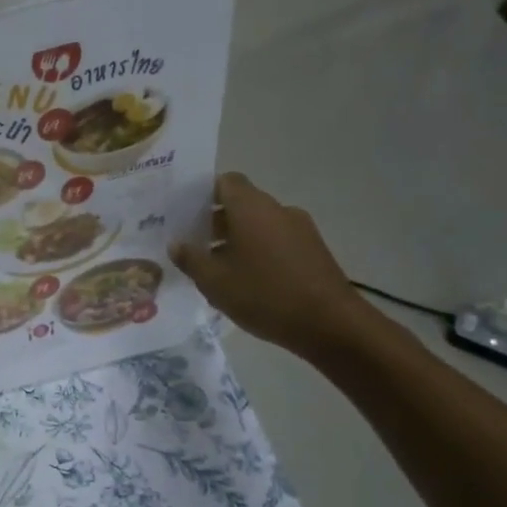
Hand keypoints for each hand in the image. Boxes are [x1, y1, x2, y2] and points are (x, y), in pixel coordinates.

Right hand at [170, 173, 373, 358]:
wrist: (330, 324)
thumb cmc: (264, 295)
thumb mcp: (214, 281)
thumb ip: (191, 259)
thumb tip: (177, 244)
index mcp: (251, 208)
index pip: (226, 182)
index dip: (203, 193)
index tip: (185, 213)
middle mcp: (277, 210)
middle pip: (241, 204)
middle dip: (215, 221)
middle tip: (192, 244)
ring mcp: (300, 229)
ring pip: (259, 224)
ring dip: (236, 239)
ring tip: (216, 268)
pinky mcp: (313, 250)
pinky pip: (276, 241)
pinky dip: (257, 251)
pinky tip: (245, 281)